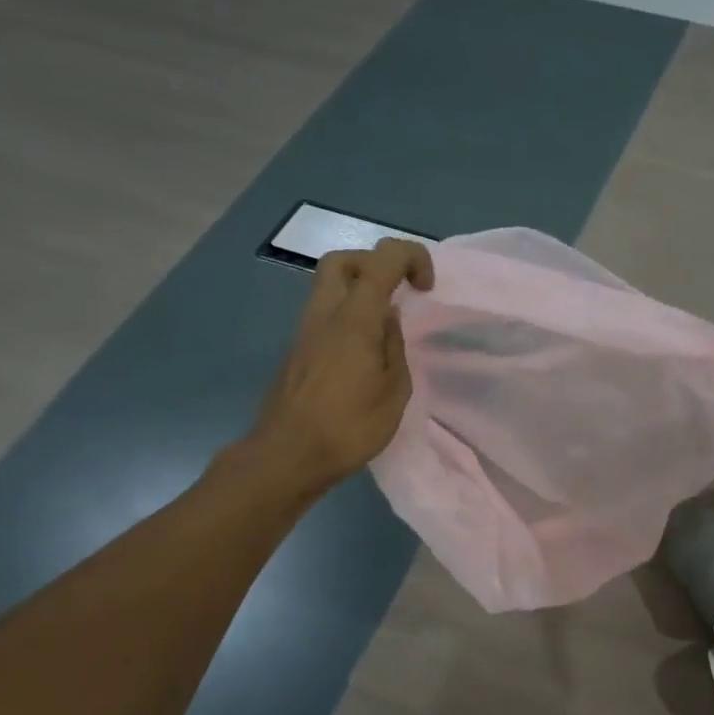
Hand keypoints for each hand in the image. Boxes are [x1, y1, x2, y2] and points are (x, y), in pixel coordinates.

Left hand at [246, 238, 433, 497]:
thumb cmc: (349, 426)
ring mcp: (305, 332)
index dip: (411, 258)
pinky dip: (347, 316)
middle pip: (342, 261)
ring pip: (328, 287)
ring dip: (359, 292)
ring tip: (385, 327)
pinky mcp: (298, 351)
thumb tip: (388, 320)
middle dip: (375, 263)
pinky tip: (364, 352)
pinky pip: (324, 315)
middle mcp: (324, 314)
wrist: (287, 457)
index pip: (382, 259)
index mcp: (354, 318)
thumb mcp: (394, 390)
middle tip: (398, 292)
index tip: (426, 288)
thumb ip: (394, 346)